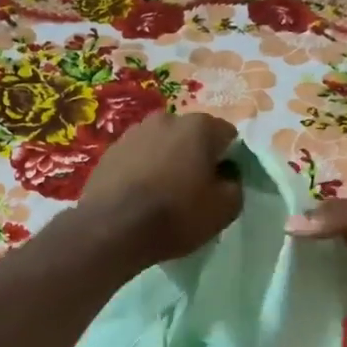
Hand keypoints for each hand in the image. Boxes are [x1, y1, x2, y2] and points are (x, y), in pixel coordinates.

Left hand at [78, 111, 243, 265]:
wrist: (113, 228)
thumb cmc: (176, 215)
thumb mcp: (224, 209)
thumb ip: (235, 185)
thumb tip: (226, 176)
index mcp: (199, 126)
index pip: (227, 136)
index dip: (228, 160)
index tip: (221, 183)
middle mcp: (167, 118)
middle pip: (192, 136)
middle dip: (196, 156)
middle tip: (194, 188)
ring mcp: (134, 132)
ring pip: (163, 144)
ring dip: (168, 160)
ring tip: (163, 192)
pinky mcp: (111, 150)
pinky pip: (138, 156)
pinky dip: (143, 169)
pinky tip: (140, 194)